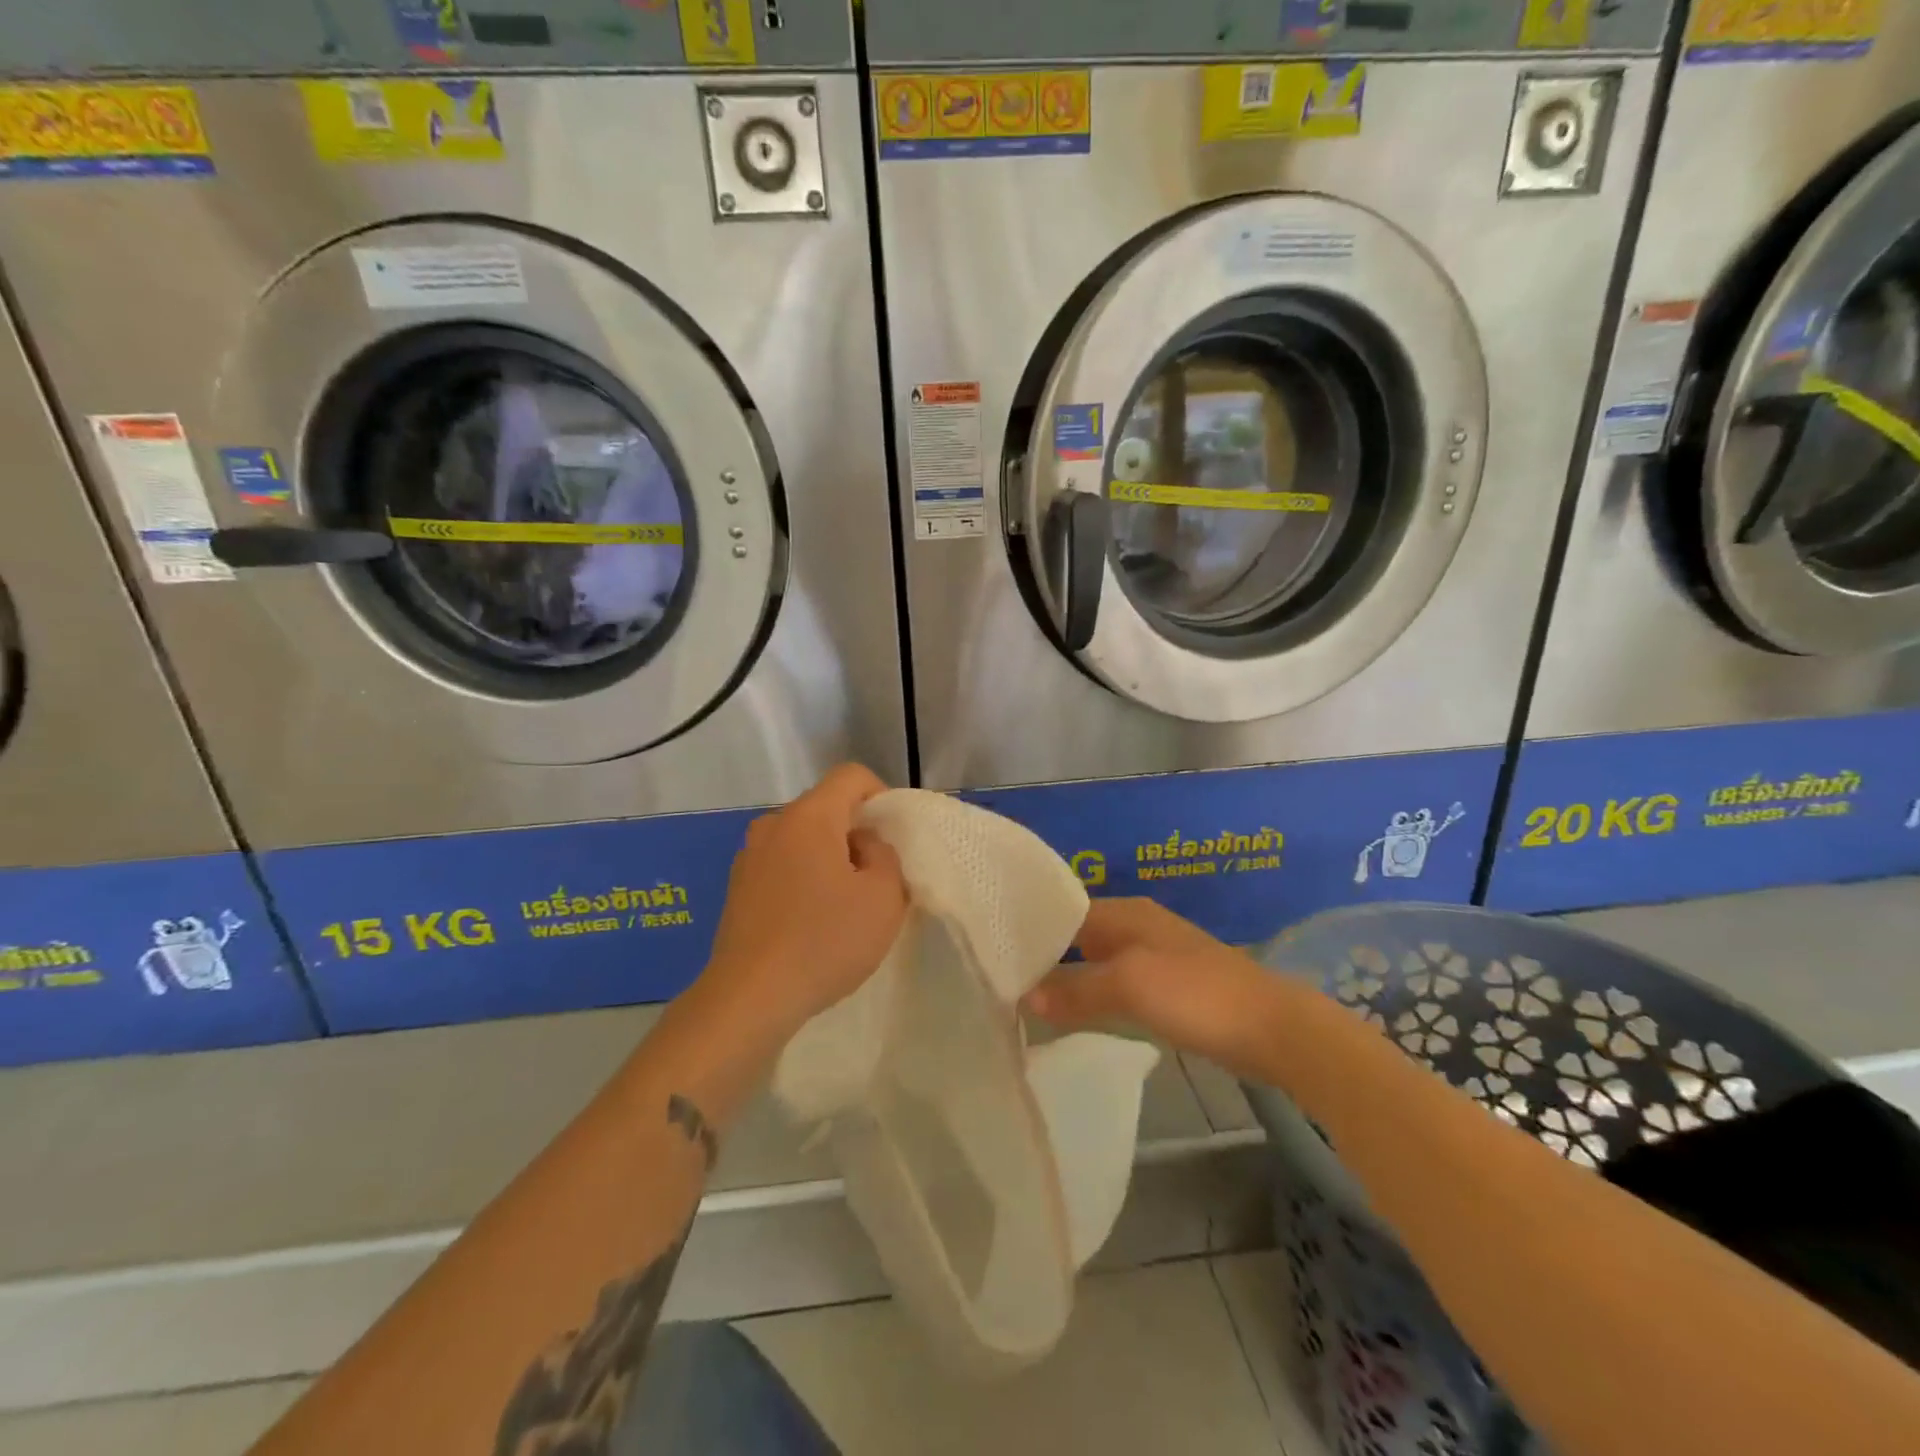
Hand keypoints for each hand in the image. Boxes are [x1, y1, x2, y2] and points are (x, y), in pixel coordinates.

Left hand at [701, 764, 907, 1039]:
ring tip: (844, 906)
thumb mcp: (884, 897)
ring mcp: (749, 856)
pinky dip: (803, 879)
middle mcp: (773, 824)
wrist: (749, 998)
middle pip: (826, 808)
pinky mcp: (737, 887)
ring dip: (829, 859)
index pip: (851, 776)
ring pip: (804, 839)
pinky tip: (811, 923)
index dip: (881, 796)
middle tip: (876, 879)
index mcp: (809, 816)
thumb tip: (863, 845)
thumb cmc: (824, 941)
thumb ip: (886, 855)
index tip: (893, 839)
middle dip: (856, 834)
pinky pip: (782, 865)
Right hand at [1023, 898, 1284, 1075]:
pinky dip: (1093, 995)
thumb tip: (1026, 996)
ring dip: (1067, 978)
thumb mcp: (1130, 987)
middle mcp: (1135, 926)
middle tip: (1001, 980)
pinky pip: (1115, 984)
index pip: (1062, 912)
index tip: (994, 955)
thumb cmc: (1197, 995)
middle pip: (1077, 936)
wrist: (1273, 1028)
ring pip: (1095, 961)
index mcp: (1125, 913)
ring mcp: (1153, 956)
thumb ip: (1077, 990)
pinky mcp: (1167, 986)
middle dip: (1044, 955)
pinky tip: (1074, 1015)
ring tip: (1025, 1000)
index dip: (1030, 931)